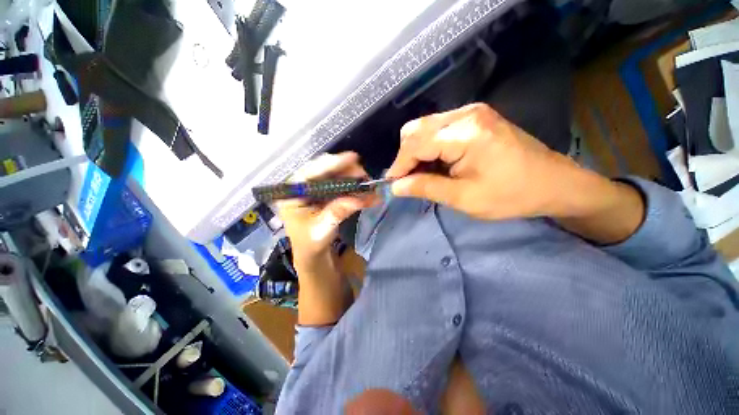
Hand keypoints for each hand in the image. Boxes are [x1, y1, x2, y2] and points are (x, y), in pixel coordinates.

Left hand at [276, 152, 379, 264]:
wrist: (312, 252)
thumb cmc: (310, 242)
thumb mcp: (322, 229)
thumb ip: (338, 212)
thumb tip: (360, 198)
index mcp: (292, 193)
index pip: (310, 172)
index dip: (332, 164)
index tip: (353, 158)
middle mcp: (302, 186)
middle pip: (324, 170)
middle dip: (346, 170)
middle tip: (365, 175)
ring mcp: (315, 188)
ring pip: (334, 175)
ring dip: (352, 177)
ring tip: (368, 182)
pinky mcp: (325, 193)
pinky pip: (340, 184)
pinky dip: (353, 186)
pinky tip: (365, 189)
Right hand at [387, 103, 581, 219]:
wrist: (554, 183)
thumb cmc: (511, 195)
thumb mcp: (464, 198)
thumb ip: (426, 188)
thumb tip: (396, 187)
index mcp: (464, 134)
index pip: (414, 144)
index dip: (399, 166)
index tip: (392, 186)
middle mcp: (465, 114)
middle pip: (415, 130)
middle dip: (406, 157)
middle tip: (410, 181)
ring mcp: (471, 112)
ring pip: (424, 128)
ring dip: (416, 152)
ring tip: (424, 175)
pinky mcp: (475, 117)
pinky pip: (438, 129)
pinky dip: (429, 147)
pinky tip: (437, 164)